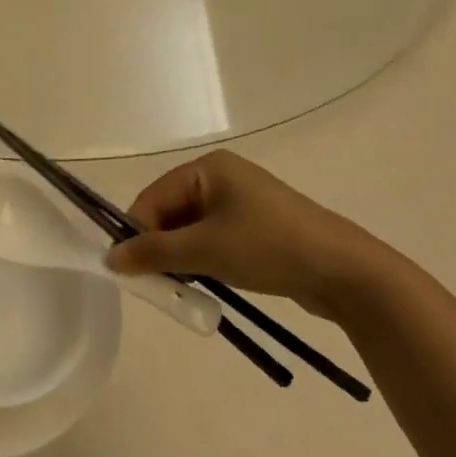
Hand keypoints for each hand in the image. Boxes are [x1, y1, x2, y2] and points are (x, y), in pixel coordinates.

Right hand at [105, 151, 398, 317]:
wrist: (344, 271)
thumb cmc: (267, 247)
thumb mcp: (205, 250)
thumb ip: (154, 253)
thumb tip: (110, 259)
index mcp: (207, 168)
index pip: (153, 198)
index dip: (136, 233)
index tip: (129, 272)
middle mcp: (221, 177)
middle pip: (171, 212)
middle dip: (160, 247)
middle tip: (156, 286)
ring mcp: (242, 202)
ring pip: (192, 230)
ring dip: (182, 258)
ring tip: (181, 288)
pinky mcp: (257, 227)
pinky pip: (214, 239)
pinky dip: (204, 260)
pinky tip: (206, 284)